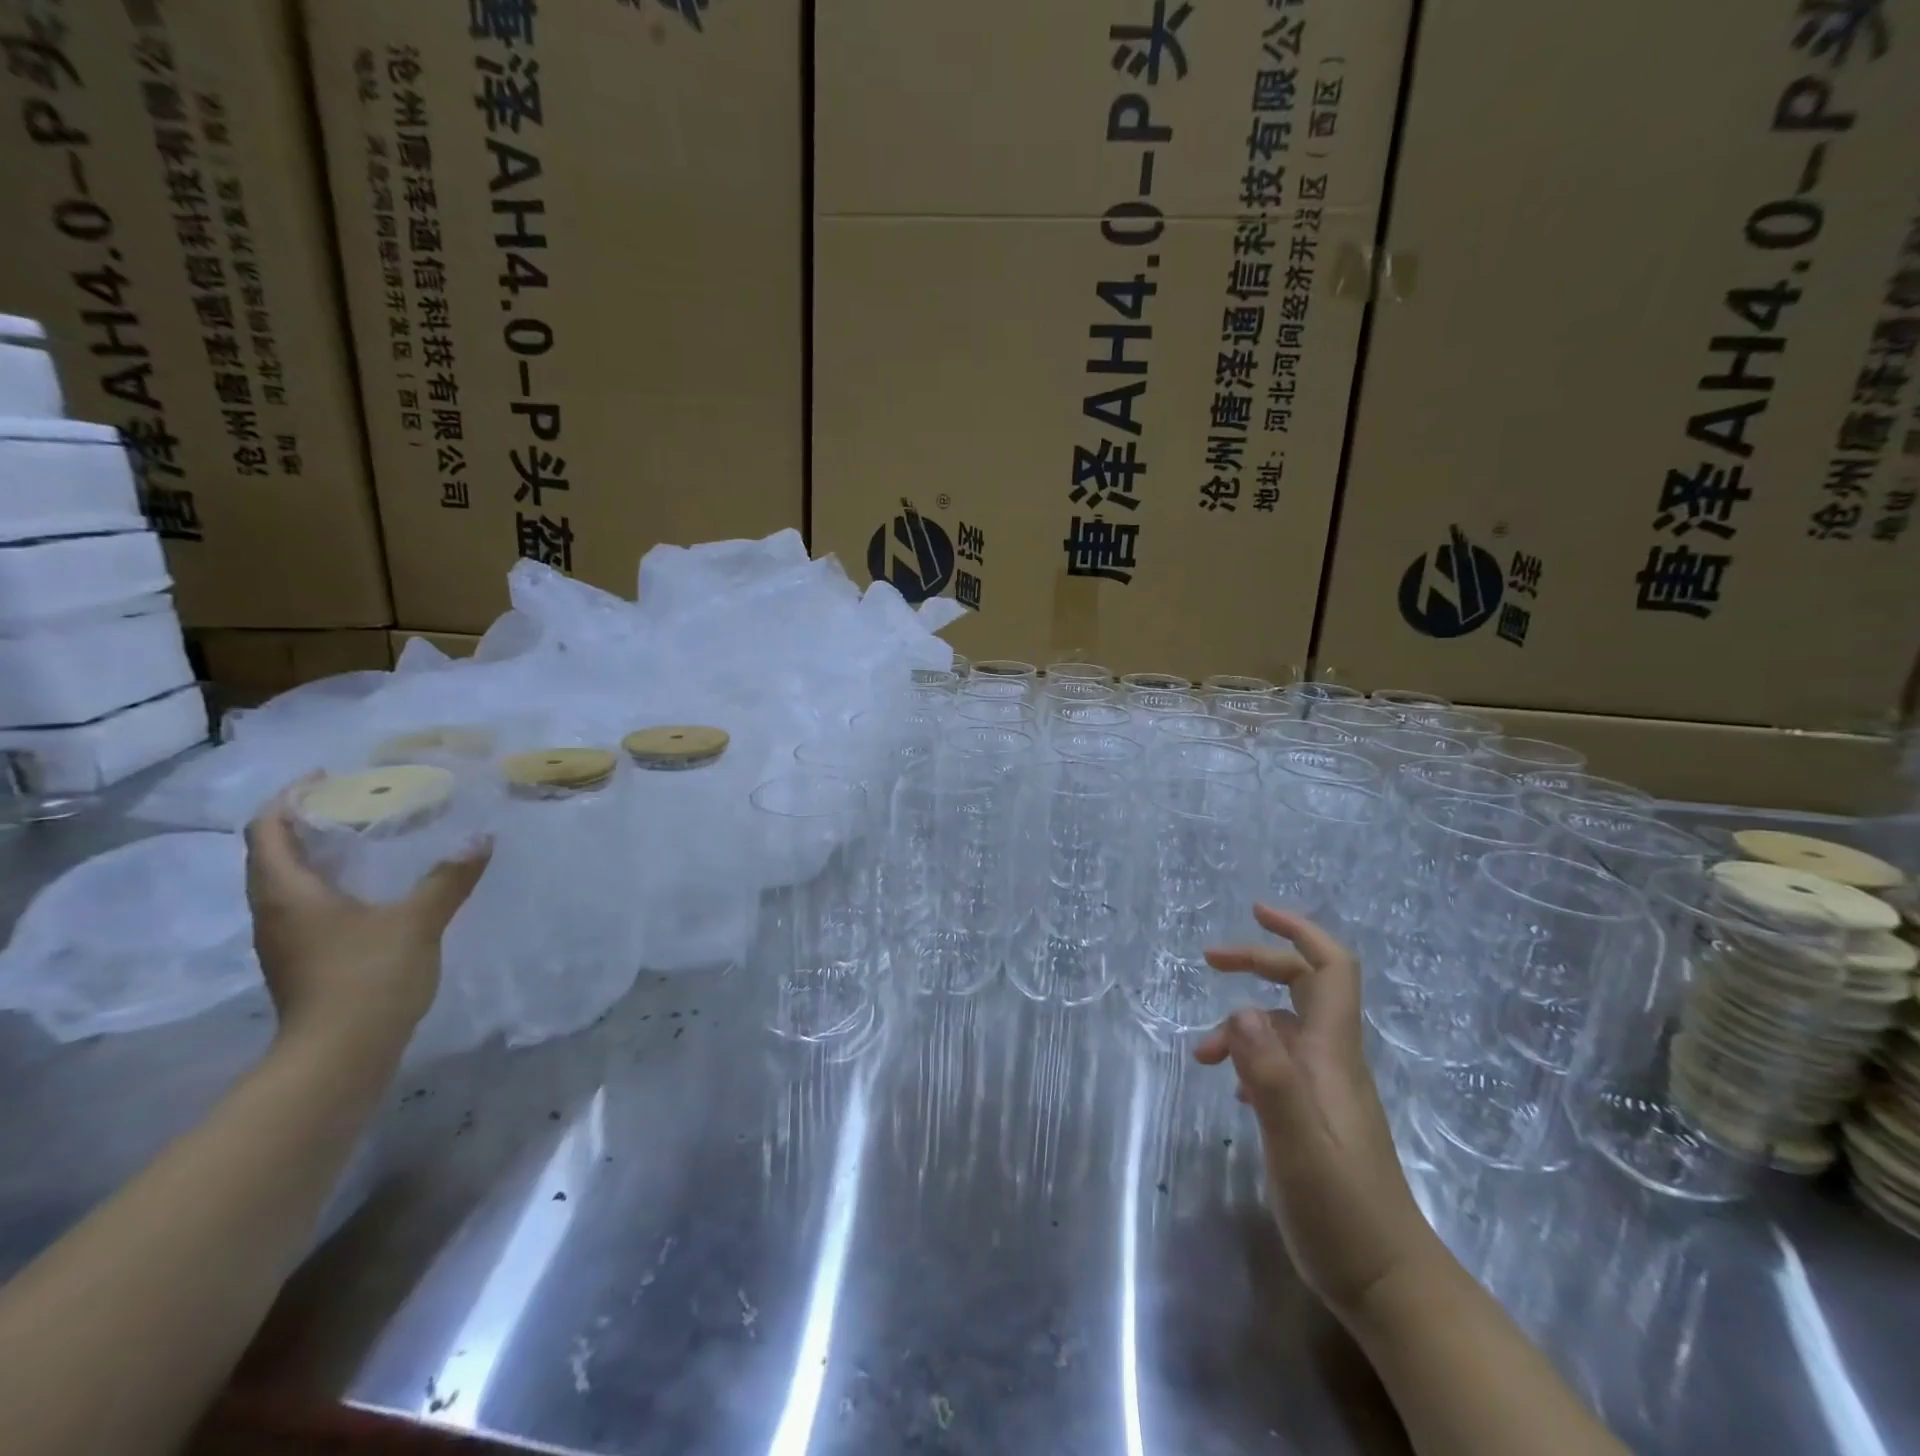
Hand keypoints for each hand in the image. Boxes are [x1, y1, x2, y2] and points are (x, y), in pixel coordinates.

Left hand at [243, 778, 490, 1057]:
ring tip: (365, 837)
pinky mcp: (303, 960)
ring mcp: (286, 940)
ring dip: (316, 853)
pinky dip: (329, 882)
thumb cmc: (368, 977)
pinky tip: (370, 887)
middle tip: (355, 802)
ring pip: (288, 881)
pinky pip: (305, 905)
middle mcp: (274, 911)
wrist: (339, 1056)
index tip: (327, 776)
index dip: (290, 797)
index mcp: (288, 892)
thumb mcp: (418, 921)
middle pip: (272, 853)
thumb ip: (448, 878)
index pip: (268, 830)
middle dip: (305, 822)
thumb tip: (482, 839)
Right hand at [1195, 905, 1433, 1320]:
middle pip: (1304, 986)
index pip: (1331, 969)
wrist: (1388, 1285)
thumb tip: (1241, 1008)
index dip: (1299, 931)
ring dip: (1241, 1024)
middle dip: (1258, 962)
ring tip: (1202, 1056)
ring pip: (1283, 1028)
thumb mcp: (1297, 1144)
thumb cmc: (1342, 1212)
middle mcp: (1331, 1061)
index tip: (1256, 912)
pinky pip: (1279, 1064)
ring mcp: (1325, 1090)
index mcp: (1332, 1054)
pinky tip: (1233, 1087)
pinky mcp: (1315, 1116)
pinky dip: (1250, 1057)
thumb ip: (1270, 1076)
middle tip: (1209, 961)